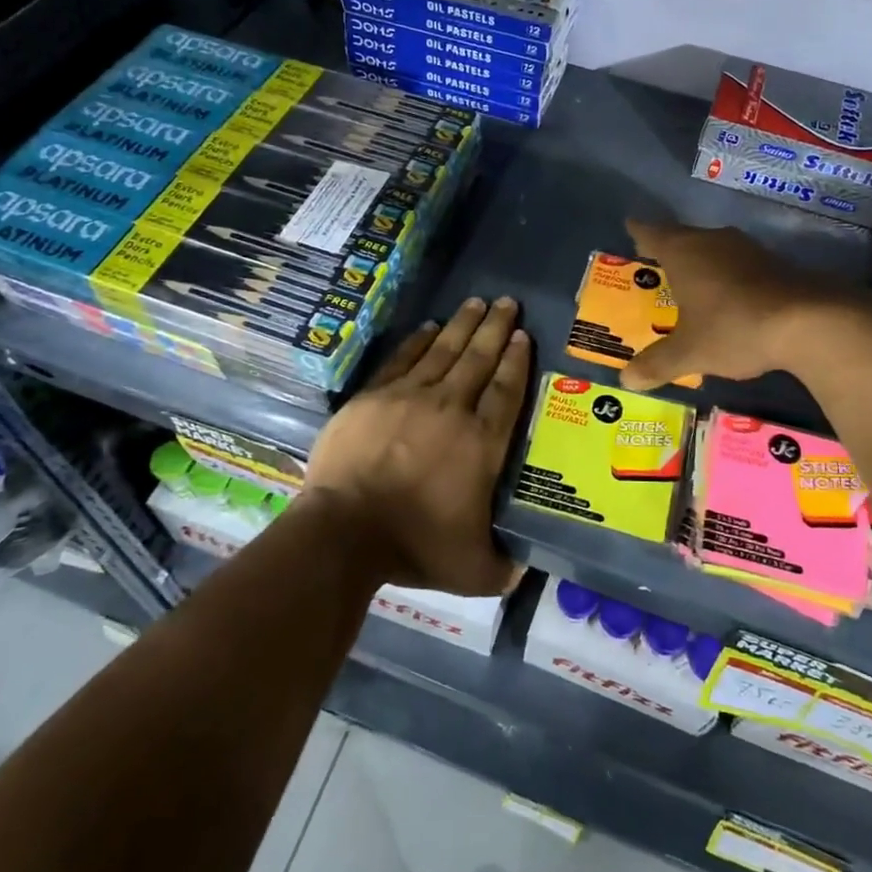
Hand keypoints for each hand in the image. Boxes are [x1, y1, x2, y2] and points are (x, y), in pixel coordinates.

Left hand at [305, 297, 530, 594]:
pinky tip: (430, 328)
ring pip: (444, 351)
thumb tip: (527, 567)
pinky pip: (403, 359)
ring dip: (463, 325)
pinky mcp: (374, 397)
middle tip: (507, 302)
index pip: (506, 391)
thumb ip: (503, 565)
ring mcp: (410, 397)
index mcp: (481, 443)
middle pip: (479, 359)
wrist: (344, 531)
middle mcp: (452, 409)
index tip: (523, 336)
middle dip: (496, 328)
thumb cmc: (413, 546)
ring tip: (477, 302)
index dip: (517, 361)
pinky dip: (419, 341)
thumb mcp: (472, 569)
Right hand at [622, 219, 871, 389]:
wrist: (810, 321)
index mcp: (683, 252)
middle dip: (669, 249)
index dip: (639, 231)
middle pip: (683, 237)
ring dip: (701, 261)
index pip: (652, 233)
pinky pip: (738, 263)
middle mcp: (712, 241)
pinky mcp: (775, 263)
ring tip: (690, 280)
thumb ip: (657, 363)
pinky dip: (727, 275)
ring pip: (713, 248)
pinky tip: (729, 296)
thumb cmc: (734, 327)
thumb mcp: (690, 352)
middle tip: (654, 261)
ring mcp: (746, 249)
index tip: (630, 227)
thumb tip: (625, 380)